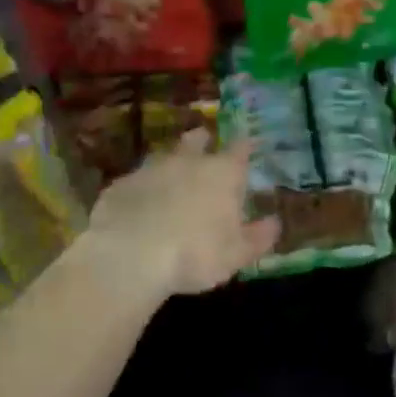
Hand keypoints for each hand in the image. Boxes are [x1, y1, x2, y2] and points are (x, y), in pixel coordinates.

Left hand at [83, 131, 280, 298]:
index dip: (245, 145)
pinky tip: (139, 205)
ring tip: (171, 178)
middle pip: (196, 141)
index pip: (239, 150)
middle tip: (204, 143)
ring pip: (163, 157)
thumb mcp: (237, 254)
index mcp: (222, 174)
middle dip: (202, 141)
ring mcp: (150, 169)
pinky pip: (136, 182)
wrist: (130, 256)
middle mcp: (187, 162)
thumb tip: (275, 222)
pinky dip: (141, 189)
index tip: (248, 142)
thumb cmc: (195, 254)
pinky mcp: (120, 185)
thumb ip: (258, 237)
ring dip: (169, 164)